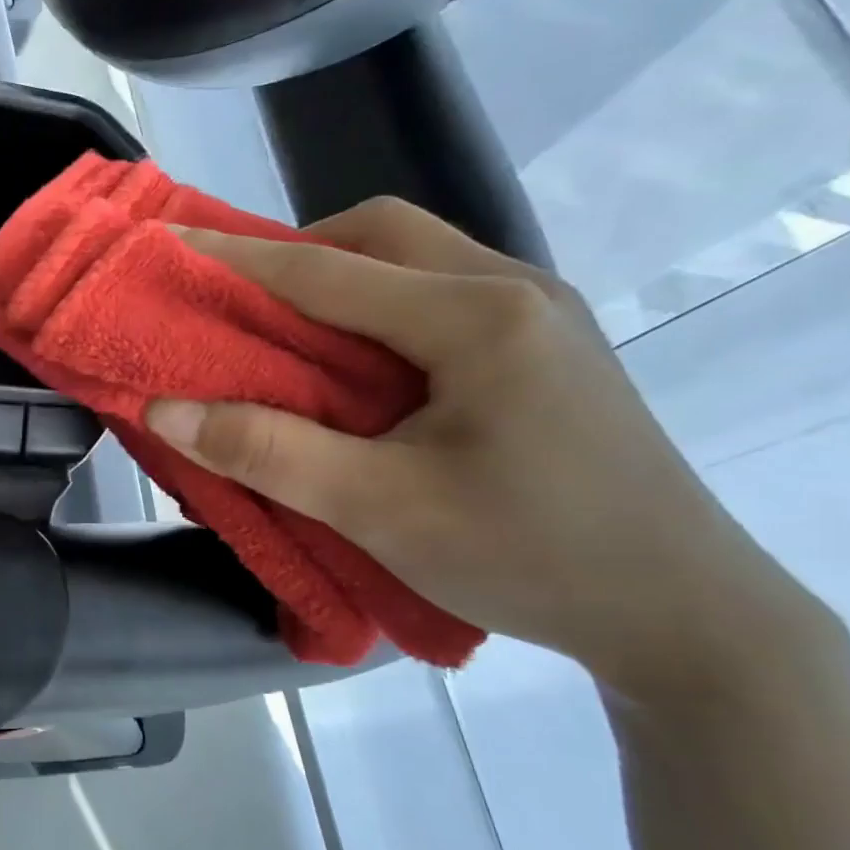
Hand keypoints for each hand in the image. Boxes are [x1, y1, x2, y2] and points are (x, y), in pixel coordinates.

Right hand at [144, 198, 826, 692]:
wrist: (683, 615)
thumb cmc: (528, 558)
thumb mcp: (379, 510)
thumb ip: (266, 452)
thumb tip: (165, 410)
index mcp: (479, 318)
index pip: (325, 269)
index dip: (235, 258)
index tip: (166, 247)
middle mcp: (515, 289)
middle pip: (381, 234)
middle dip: (296, 255)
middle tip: (240, 305)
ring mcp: (539, 313)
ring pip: (413, 259)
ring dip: (336, 280)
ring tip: (286, 335)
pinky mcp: (542, 346)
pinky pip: (436, 294)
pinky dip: (373, 308)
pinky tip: (356, 365)